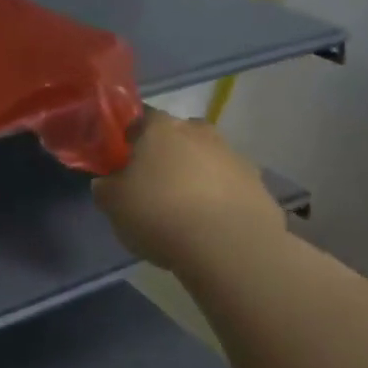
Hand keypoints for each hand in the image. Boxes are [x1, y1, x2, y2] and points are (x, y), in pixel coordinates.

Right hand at [91, 112, 283, 274]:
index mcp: (160, 128)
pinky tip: (214, 227)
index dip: (131, 138)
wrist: (231, 249)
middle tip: (157, 182)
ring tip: (188, 210)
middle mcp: (199, 133)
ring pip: (210, 159)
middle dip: (170, 152)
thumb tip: (108, 183)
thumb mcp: (113, 204)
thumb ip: (106, 187)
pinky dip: (224, 200)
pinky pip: (234, 188)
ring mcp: (235, 158)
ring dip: (200, 175)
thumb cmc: (161, 214)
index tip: (125, 160)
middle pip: (180, 134)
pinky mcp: (261, 188)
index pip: (140, 118)